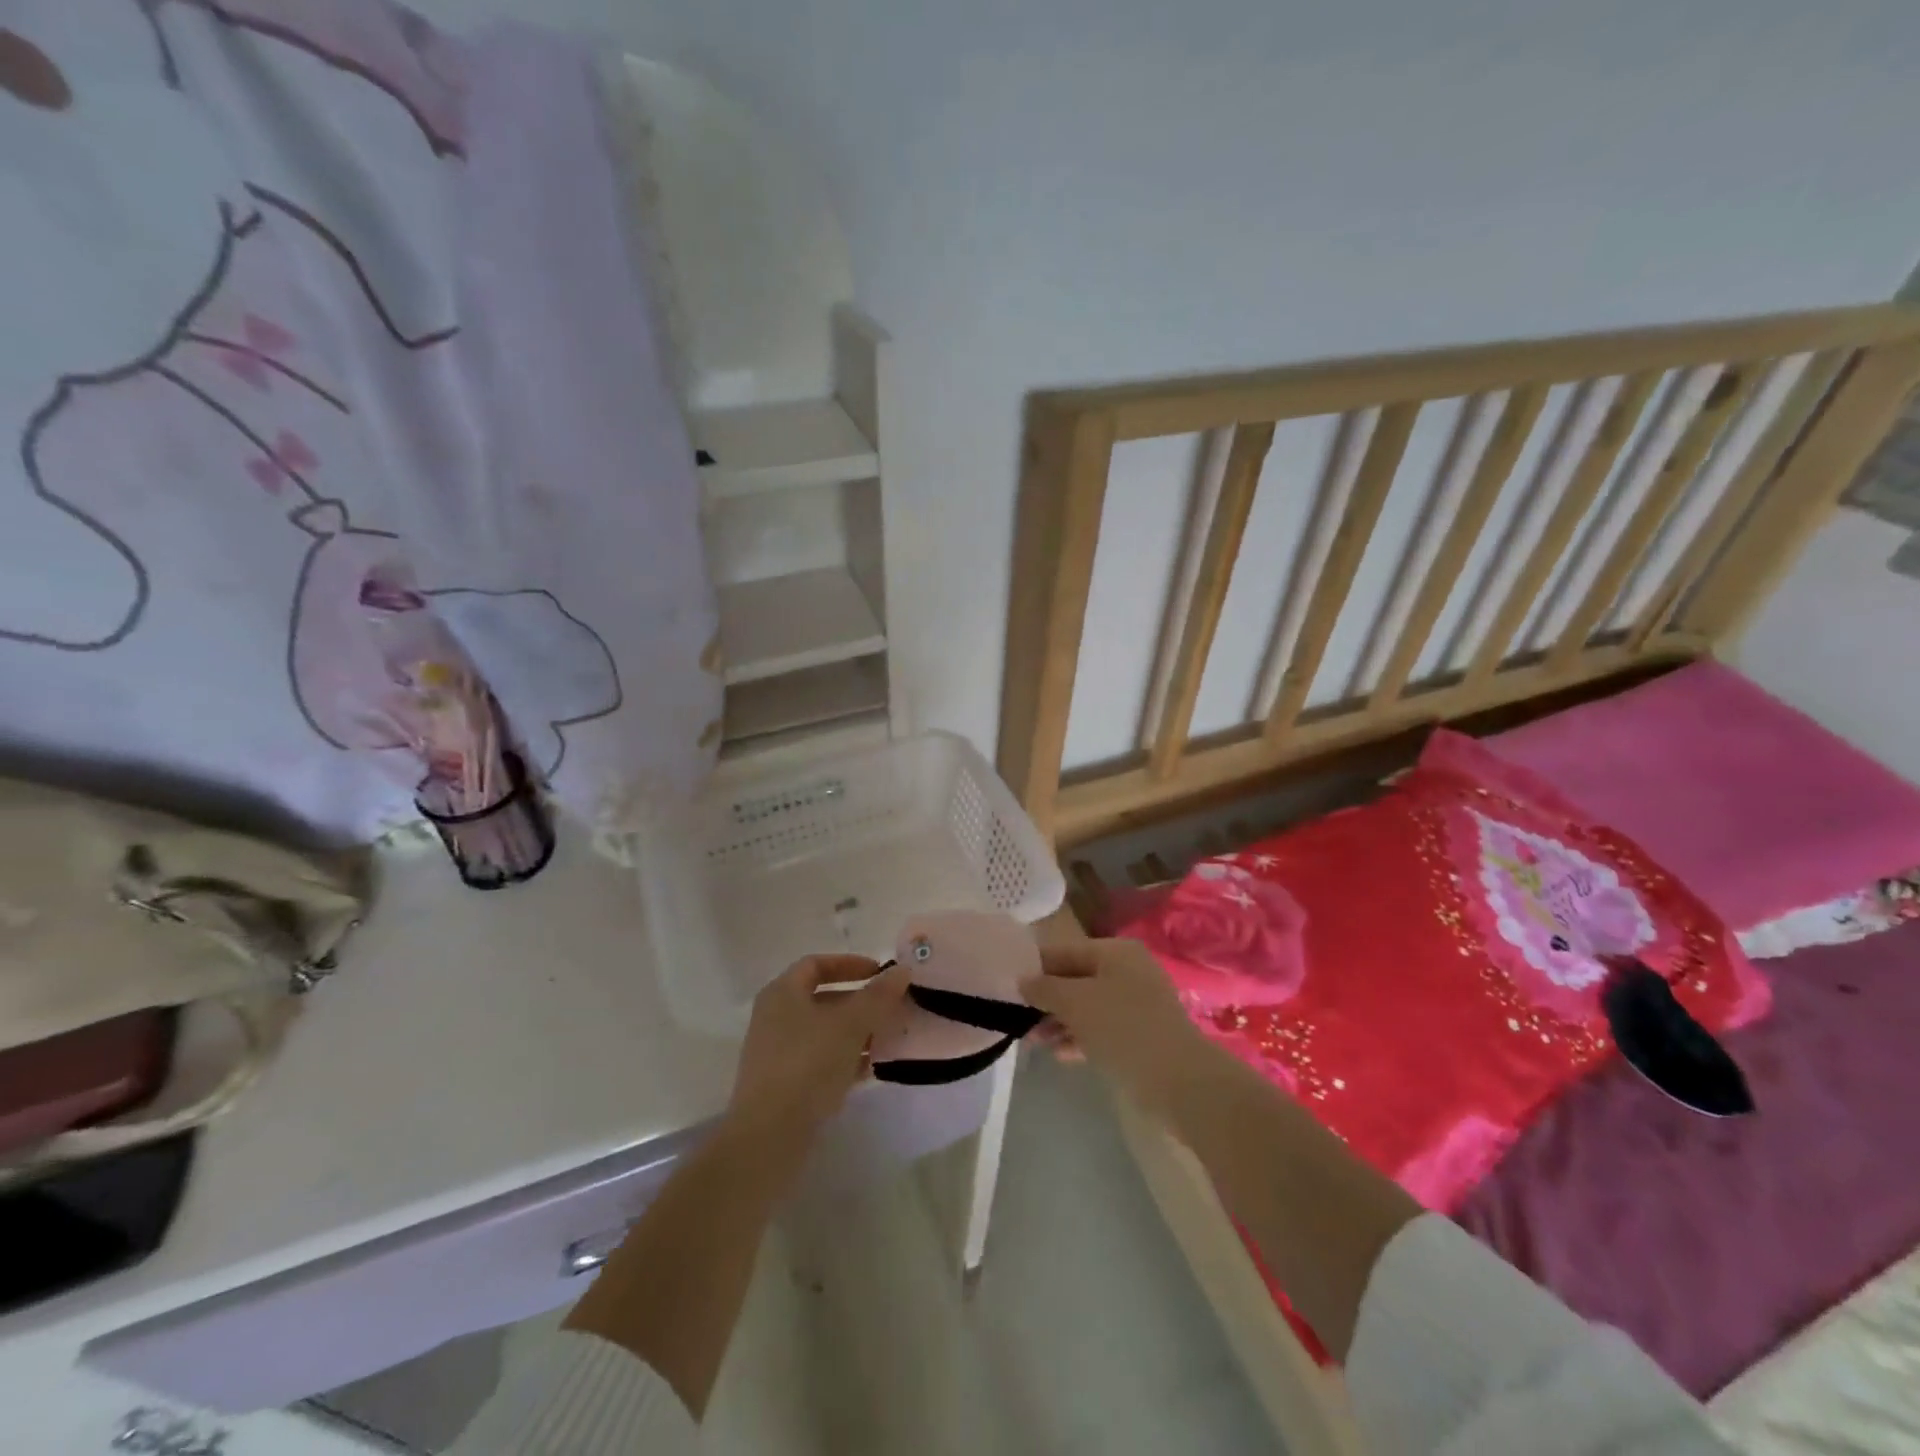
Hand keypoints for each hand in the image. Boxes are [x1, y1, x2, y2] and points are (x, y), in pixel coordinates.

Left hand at [726, 955, 908, 1148]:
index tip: (879, 973)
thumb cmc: (807, 1065)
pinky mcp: (785, 1085)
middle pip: (823, 998)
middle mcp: (776, 1018)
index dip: (849, 963)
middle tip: (892, 1008)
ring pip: (825, 1032)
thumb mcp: (850, 1024)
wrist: (769, 1137)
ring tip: (889, 1039)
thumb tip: (901, 970)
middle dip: (860, 1002)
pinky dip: (847, 1059)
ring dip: (857, 1032)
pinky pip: (821, 1061)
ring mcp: (778, 1053)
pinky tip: (872, 1070)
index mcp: (782, 993)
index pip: (816, 964)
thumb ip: (878, 996)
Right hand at [1020, 939, 1218, 1115]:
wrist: (1180, 1081)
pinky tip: (1060, 1055)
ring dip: (1059, 1022)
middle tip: (1018, 1020)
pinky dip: (1080, 1037)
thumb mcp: (1075, 1002)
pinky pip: (1101, 1029)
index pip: (1064, 951)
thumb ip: (1045, 988)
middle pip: (1075, 979)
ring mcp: (1137, 1004)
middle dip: (1046, 1000)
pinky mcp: (1141, 1035)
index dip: (1034, 968)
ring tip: (1033, 1042)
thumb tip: (1023, 981)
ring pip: (1087, 1007)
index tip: (1007, 987)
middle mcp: (1127, 971)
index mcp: (1115, 952)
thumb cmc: (1123, 1028)